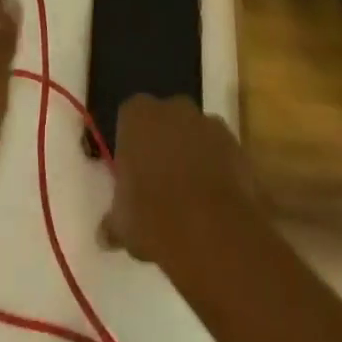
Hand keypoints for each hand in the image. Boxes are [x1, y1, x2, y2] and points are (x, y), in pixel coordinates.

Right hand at [100, 94, 261, 266]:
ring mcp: (207, 122)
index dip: (131, 145)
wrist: (212, 230)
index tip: (133, 175)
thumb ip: (114, 222)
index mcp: (137, 115)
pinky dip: (217, 170)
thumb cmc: (154, 218)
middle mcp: (173, 107)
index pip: (129, 118)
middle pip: (165, 121)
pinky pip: (220, 153)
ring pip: (194, 135)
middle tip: (160, 185)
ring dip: (192, 156)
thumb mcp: (122, 225)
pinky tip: (214, 204)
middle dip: (163, 145)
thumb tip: (106, 234)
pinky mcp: (236, 143)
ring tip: (191, 200)